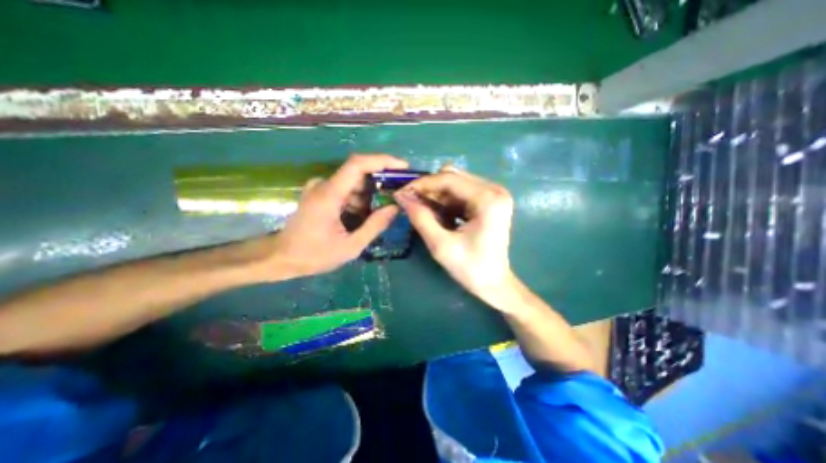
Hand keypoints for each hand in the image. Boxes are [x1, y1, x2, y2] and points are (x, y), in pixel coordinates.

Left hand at [269, 155, 404, 277]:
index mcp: (329, 195)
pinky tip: (361, 218)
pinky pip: (346, 190)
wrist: (281, 258)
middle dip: (380, 184)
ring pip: (354, 184)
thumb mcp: (350, 246)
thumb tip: (395, 208)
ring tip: (377, 216)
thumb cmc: (314, 255)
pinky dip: (358, 201)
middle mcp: (324, 185)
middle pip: (359, 174)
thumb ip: (374, 226)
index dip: (382, 161)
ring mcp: (320, 188)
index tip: (402, 167)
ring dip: (369, 197)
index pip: (358, 164)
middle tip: (395, 199)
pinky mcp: (320, 194)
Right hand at [392, 164, 513, 304]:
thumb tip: (402, 197)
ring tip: (424, 212)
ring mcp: (494, 195)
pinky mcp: (490, 201)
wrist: (494, 284)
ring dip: (437, 196)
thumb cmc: (471, 268)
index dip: (422, 184)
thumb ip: (420, 218)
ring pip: (455, 184)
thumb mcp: (441, 245)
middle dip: (429, 190)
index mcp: (488, 199)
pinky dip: (446, 202)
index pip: (449, 179)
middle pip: (453, 178)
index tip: (401, 193)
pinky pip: (461, 193)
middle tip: (411, 203)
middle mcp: (494, 190)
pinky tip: (439, 216)